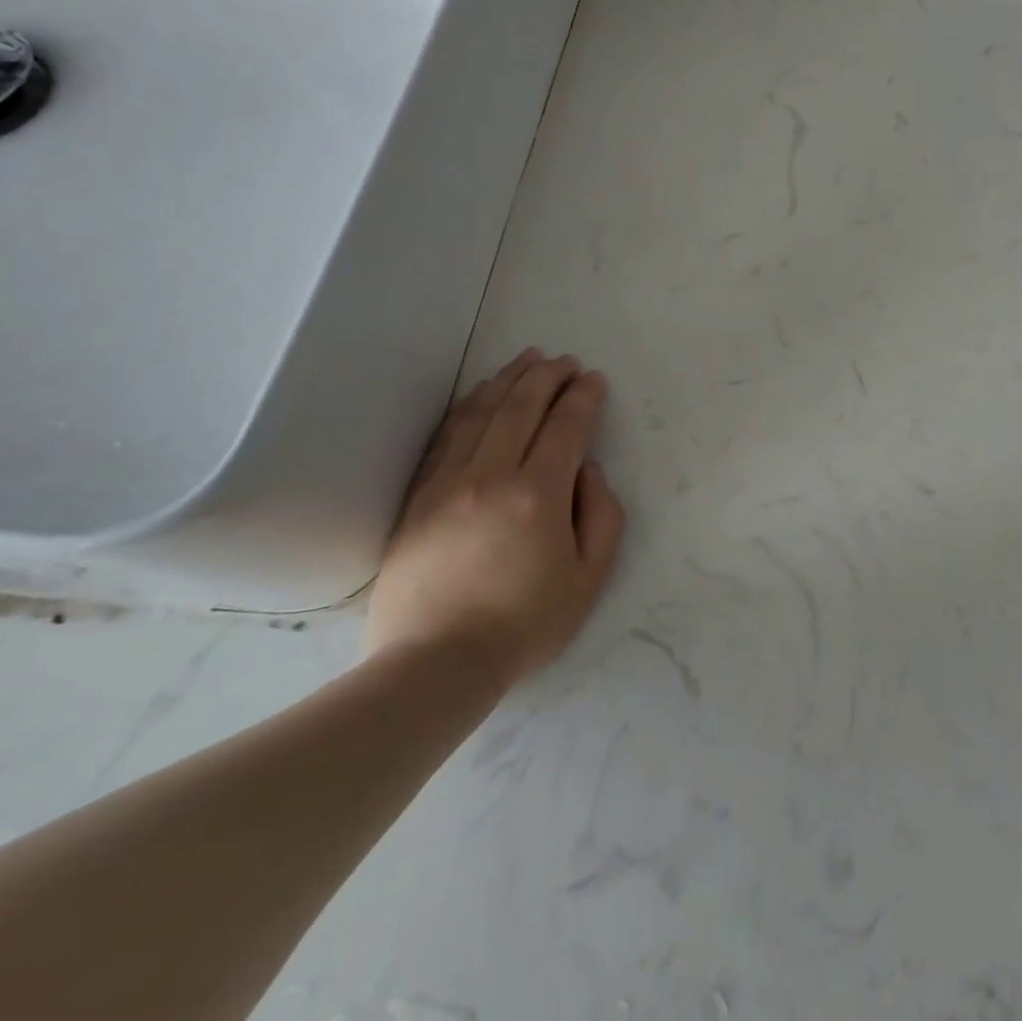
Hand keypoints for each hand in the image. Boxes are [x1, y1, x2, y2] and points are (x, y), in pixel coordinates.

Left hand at [366, 350, 625, 682]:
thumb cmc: (524, 625)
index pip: (566, 426)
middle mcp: (492, 475)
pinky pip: (446, 435)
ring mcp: (448, 482)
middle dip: (548, 376)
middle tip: (566, 361)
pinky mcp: (419, 496)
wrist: (435, 663)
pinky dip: (468, 405)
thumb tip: (588, 470)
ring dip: (508, 379)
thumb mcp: (590, 577)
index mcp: (539, 495)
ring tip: (527, 359)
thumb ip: (603, 515)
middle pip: (521, 406)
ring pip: (480, 412)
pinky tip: (480, 393)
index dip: (584, 397)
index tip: (594, 379)